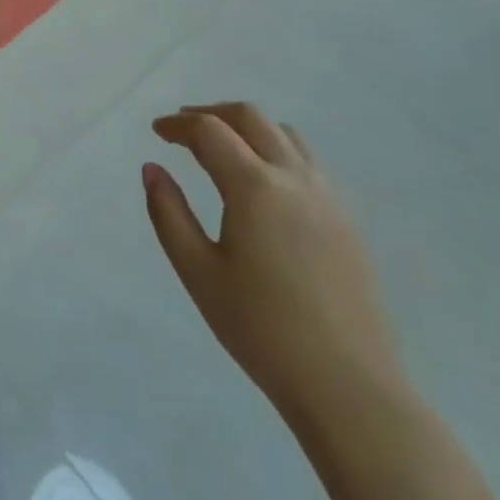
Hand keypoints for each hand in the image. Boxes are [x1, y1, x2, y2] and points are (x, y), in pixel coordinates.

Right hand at [143, 102, 403, 423]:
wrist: (347, 385)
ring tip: (221, 146)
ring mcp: (326, 196)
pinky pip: (307, 161)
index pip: (209, 131)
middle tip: (183, 128)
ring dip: (247, 127)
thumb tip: (152, 168)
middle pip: (250, 117)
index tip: (156, 132)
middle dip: (212, 113)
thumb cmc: (260, 329)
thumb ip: (168, 213)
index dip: (178, 125)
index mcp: (254, 186)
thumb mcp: (198, 272)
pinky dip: (275, 149)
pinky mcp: (346, 219)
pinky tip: (262, 182)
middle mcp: (293, 177)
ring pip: (284, 134)